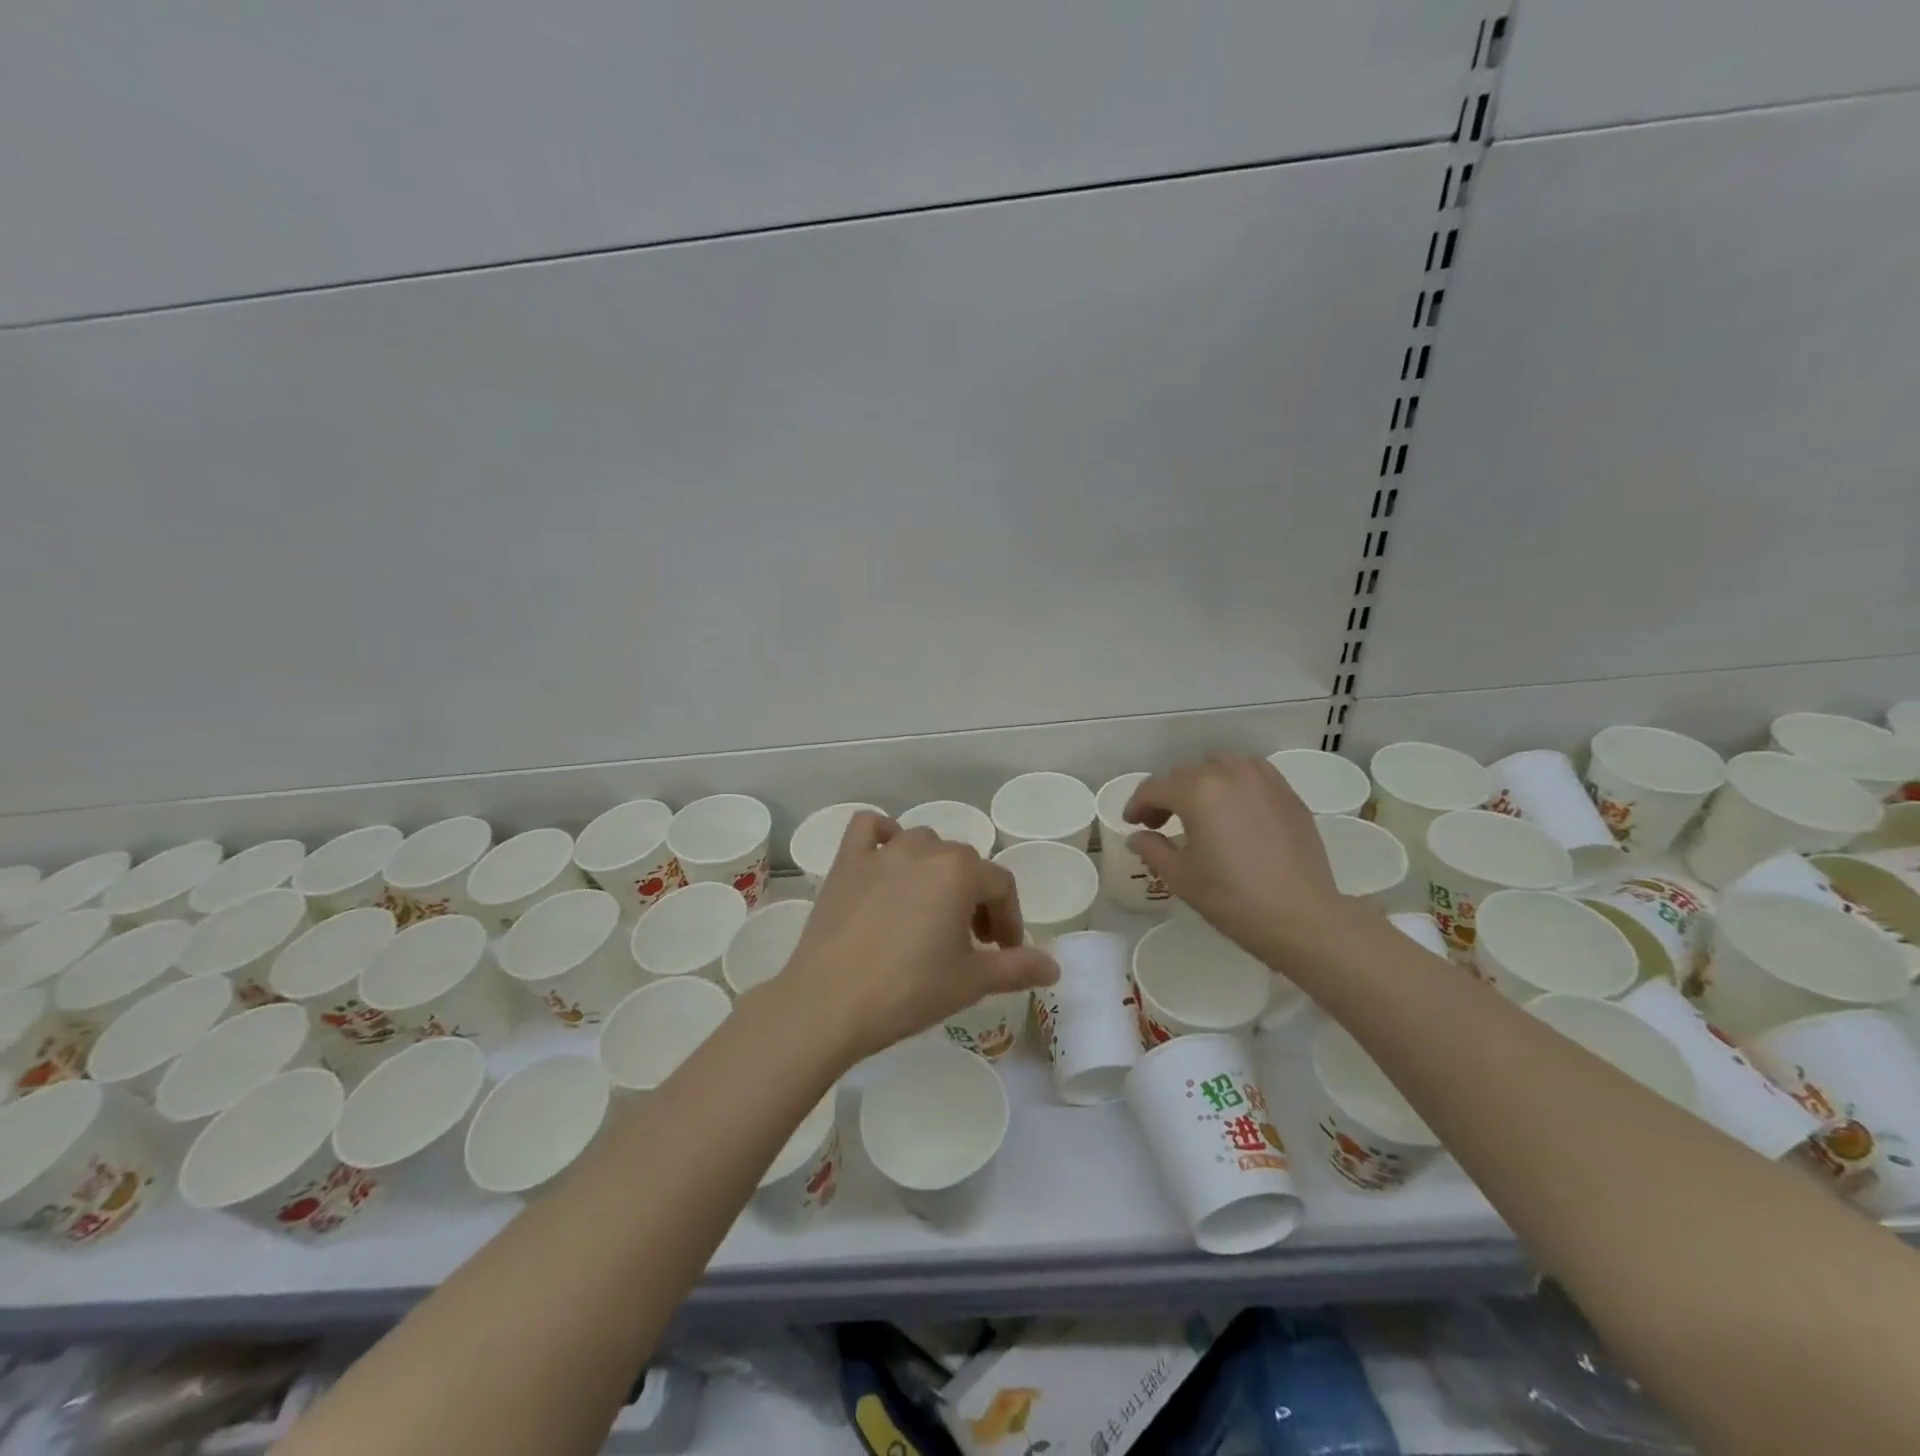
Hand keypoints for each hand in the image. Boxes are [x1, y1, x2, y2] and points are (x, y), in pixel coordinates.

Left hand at [781, 813, 1058, 1063]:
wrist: (829, 1003)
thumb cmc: (909, 990)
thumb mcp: (972, 982)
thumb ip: (1018, 967)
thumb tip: (1054, 966)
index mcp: (960, 872)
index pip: (1002, 886)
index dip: (1010, 920)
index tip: (1005, 952)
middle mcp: (924, 849)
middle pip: (964, 864)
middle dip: (976, 899)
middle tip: (971, 941)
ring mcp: (881, 852)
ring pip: (923, 844)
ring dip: (936, 870)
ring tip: (931, 910)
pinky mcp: (846, 862)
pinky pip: (869, 830)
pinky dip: (883, 837)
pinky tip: (886, 862)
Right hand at [1124, 753, 1355, 959]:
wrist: (1301, 917)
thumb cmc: (1232, 898)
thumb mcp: (1180, 877)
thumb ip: (1152, 849)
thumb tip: (1138, 837)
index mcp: (1197, 792)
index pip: (1155, 788)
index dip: (1137, 804)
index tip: (1132, 823)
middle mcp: (1229, 774)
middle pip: (1186, 774)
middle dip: (1168, 795)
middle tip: (1161, 823)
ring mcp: (1263, 781)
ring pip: (1221, 766)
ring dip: (1202, 783)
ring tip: (1200, 811)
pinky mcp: (1288, 794)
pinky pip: (1253, 774)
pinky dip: (1235, 783)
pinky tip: (1235, 809)